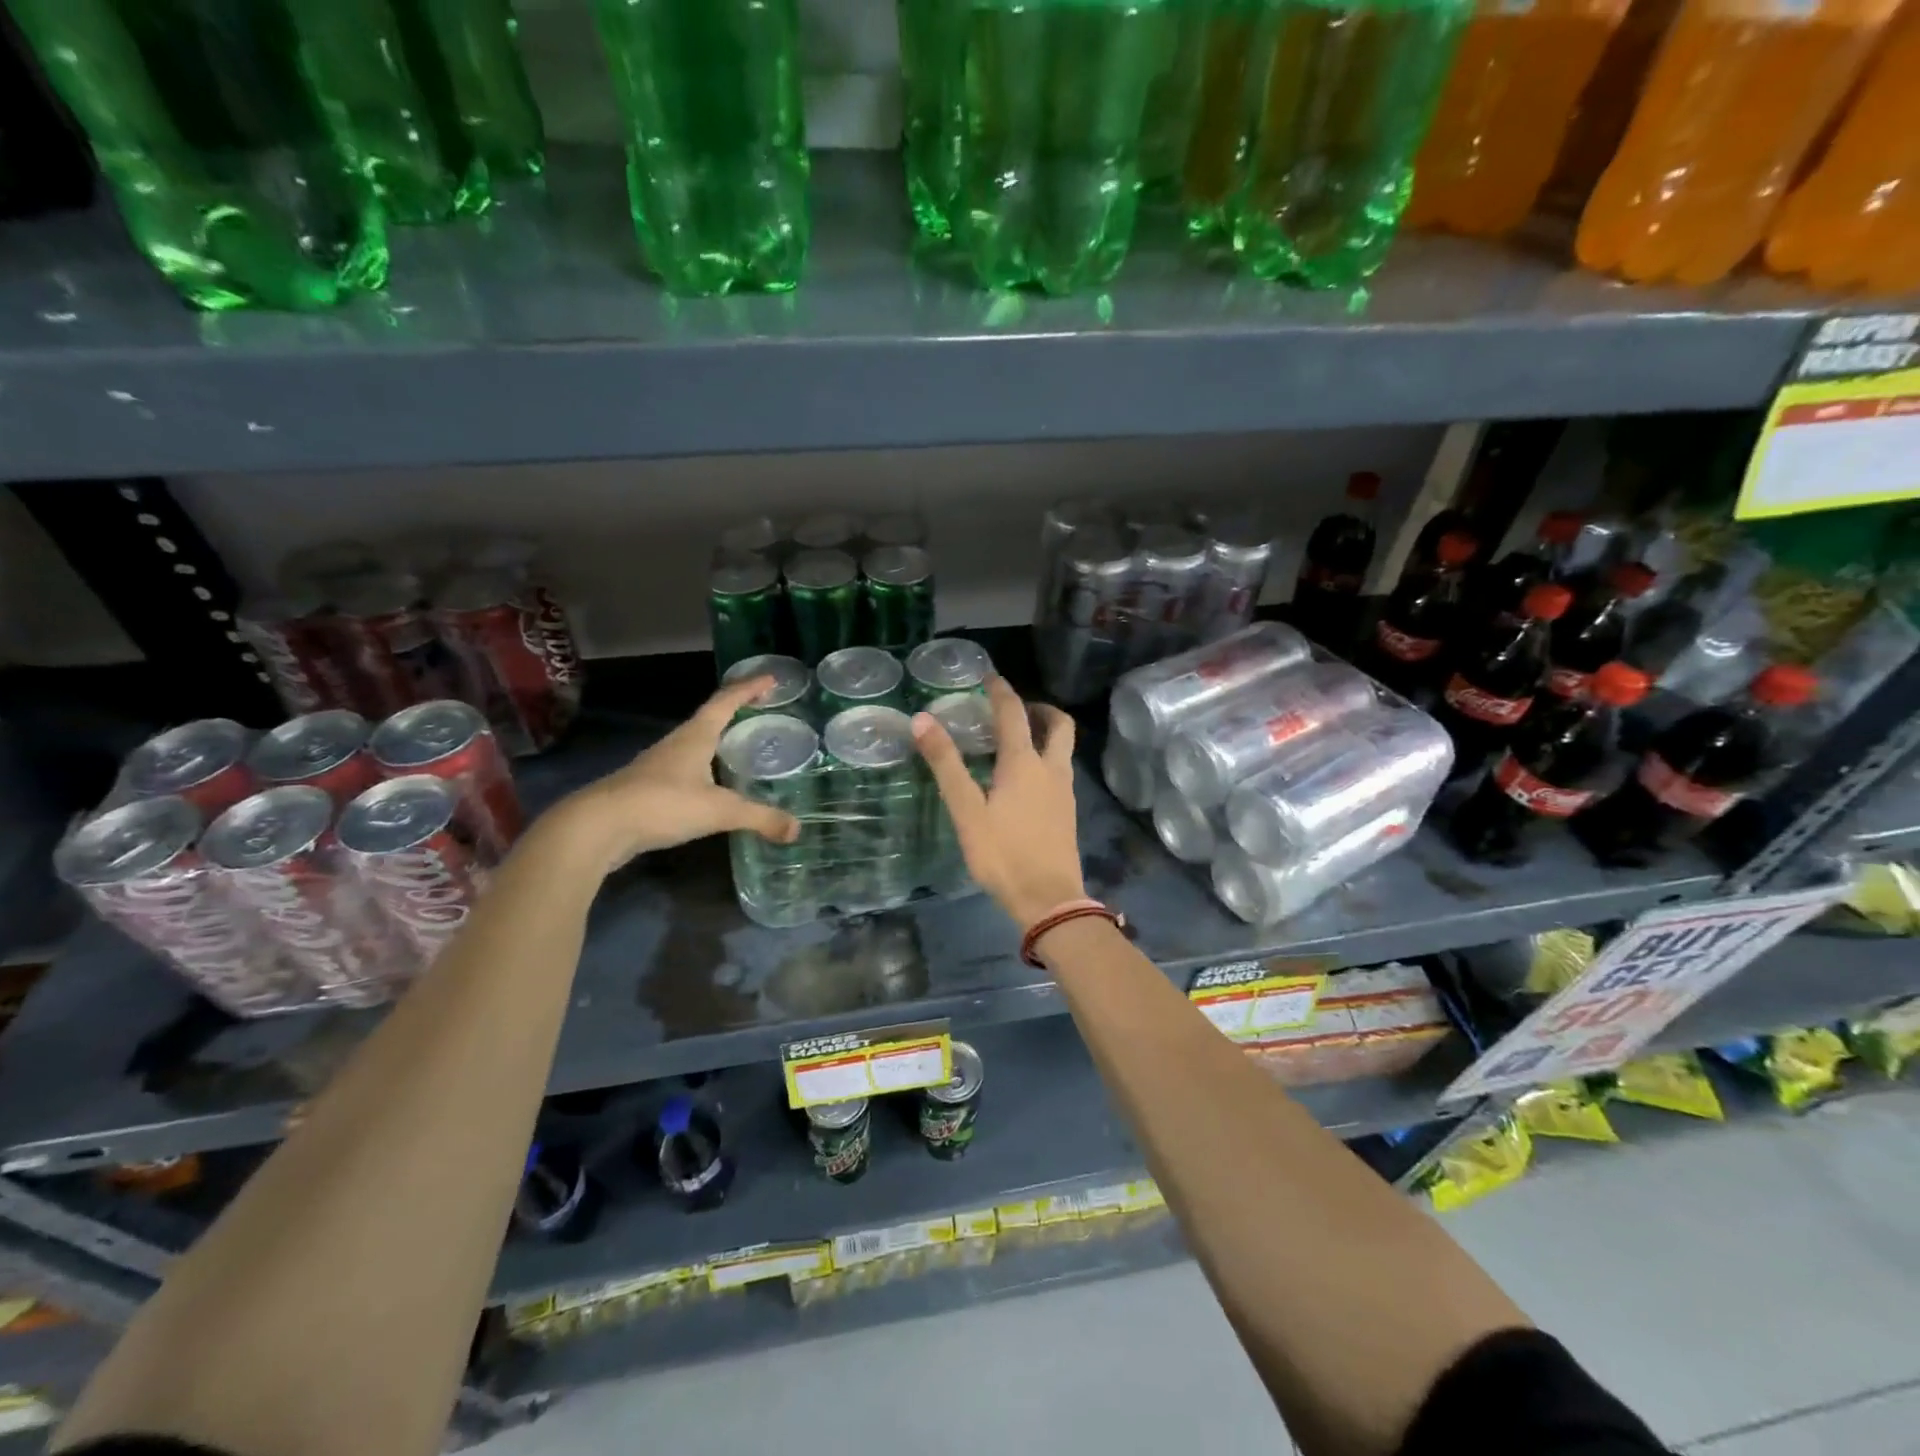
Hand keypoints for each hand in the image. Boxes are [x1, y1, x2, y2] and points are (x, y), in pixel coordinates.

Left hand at [551, 676, 800, 872]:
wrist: (597, 827)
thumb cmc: (662, 804)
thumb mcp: (719, 811)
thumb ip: (759, 818)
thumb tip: (796, 829)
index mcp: (696, 736)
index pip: (726, 701)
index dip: (749, 689)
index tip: (771, 679)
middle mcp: (677, 743)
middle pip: (710, 718)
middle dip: (736, 711)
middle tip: (762, 711)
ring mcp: (659, 765)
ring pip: (695, 744)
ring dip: (718, 740)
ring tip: (741, 746)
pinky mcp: (648, 788)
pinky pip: (685, 768)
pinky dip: (705, 768)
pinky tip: (712, 785)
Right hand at [913, 676, 1085, 930]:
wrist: (1048, 900)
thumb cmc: (1003, 854)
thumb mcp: (966, 811)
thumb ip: (945, 765)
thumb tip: (922, 720)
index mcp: (1024, 763)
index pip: (1014, 713)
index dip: (1001, 691)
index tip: (989, 677)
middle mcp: (1051, 769)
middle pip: (1058, 724)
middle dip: (1039, 708)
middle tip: (1013, 710)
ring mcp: (1064, 791)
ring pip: (1063, 748)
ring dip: (1044, 733)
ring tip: (1015, 741)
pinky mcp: (1067, 812)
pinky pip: (1060, 770)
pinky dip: (1045, 758)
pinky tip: (1024, 780)